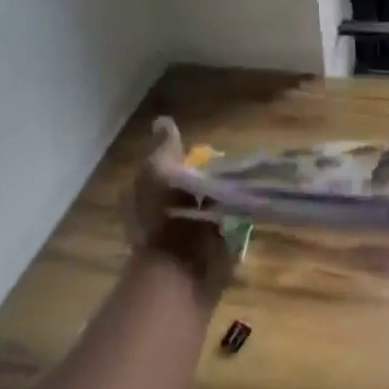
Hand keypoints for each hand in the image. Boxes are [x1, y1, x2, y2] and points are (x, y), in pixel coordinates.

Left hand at [127, 117, 238, 301]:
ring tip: (243, 187)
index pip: (164, 171)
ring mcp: (181, 240)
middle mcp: (159, 217)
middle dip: (204, 182)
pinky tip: (245, 211)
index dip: (183, 162)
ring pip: (204, 213)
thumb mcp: (159, 169)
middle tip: (230, 169)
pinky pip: (220, 234)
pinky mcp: (204, 258)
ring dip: (220, 203)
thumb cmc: (165, 214)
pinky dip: (231, 225)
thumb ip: (164, 146)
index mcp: (143, 196)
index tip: (207, 153)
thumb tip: (163, 121)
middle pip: (186, 192)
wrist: (180, 267)